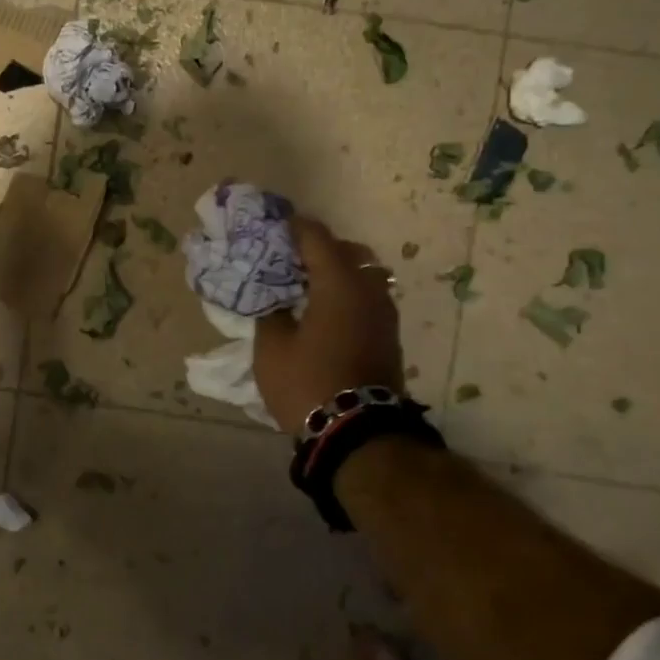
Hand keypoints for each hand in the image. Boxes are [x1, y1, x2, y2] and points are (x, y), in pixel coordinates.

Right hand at [254, 215, 405, 431]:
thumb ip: (270, 312)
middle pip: (350, 252)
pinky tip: (325, 311)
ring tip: (309, 286)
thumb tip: (275, 299)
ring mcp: (384, 315)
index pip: (318, 238)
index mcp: (339, 283)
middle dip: (321, 249)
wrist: (356, 433)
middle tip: (292, 259)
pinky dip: (349, 295)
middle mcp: (368, 290)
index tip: (276, 226)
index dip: (295, 227)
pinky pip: (368, 299)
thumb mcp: (271, 347)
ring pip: (365, 276)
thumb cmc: (307, 382)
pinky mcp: (388, 337)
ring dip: (339, 273)